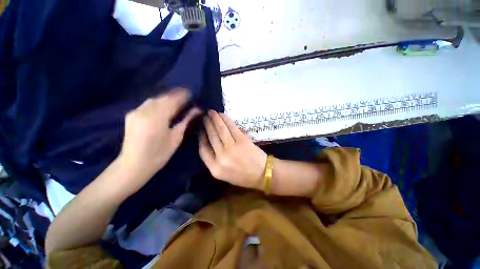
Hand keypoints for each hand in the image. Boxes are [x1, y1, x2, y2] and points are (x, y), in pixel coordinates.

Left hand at [120, 88, 200, 177]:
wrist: (133, 164)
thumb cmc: (159, 154)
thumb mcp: (176, 137)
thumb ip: (186, 120)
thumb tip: (197, 110)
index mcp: (157, 117)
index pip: (172, 100)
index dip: (182, 95)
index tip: (191, 92)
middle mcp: (144, 111)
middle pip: (162, 98)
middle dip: (174, 95)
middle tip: (185, 96)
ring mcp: (135, 112)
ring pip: (154, 100)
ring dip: (166, 99)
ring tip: (176, 101)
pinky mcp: (131, 115)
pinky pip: (147, 104)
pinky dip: (158, 103)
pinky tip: (163, 107)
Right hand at [199, 110, 266, 189]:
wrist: (262, 174)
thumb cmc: (243, 176)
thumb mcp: (224, 174)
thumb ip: (214, 160)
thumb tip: (208, 143)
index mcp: (215, 168)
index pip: (203, 149)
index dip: (201, 137)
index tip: (201, 130)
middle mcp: (221, 157)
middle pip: (211, 137)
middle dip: (207, 125)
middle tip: (205, 117)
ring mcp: (232, 148)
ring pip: (220, 130)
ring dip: (215, 119)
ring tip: (211, 112)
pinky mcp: (242, 140)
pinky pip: (231, 127)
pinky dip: (226, 119)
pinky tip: (222, 115)